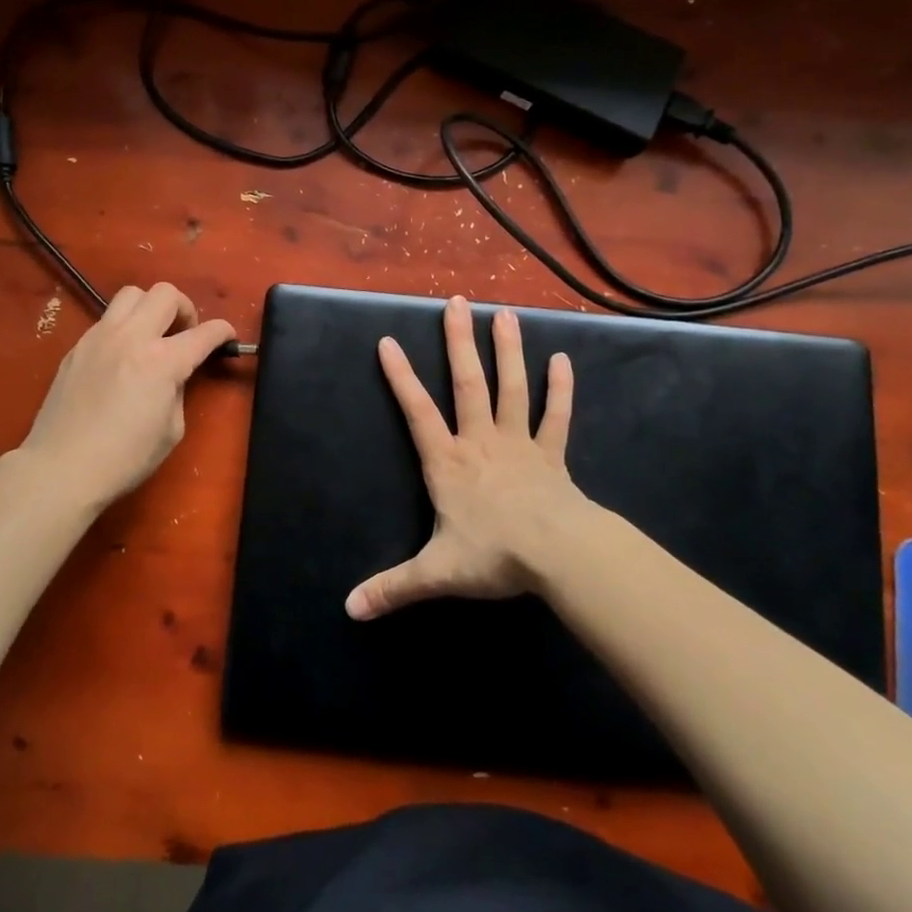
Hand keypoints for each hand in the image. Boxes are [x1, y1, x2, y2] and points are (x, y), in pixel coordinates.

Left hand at [17, 283, 234, 510]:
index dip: (223, 332)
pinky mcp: (78, 346)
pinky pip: (107, 319)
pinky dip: (124, 327)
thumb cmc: (124, 458)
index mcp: (162, 361)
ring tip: (152, 335)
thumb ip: (178, 390)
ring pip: (132, 294)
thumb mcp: (171, 430)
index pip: (204, 332)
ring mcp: (100, 337)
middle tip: (185, 335)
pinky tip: (122, 356)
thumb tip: (174, 375)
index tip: (227, 338)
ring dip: (150, 307)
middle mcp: (132, 337)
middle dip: (185, 309)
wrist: (60, 468)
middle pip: (166, 293)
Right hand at [346, 296, 591, 620]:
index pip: (417, 411)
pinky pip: (555, 416)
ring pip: (511, 388)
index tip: (388, 340)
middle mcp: (481, 441)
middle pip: (467, 383)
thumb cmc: (494, 555)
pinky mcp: (552, 455)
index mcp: (448, 462)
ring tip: (505, 314)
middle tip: (457, 303)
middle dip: (459, 342)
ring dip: (508, 351)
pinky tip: (562, 360)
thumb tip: (349, 609)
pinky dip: (559, 389)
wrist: (559, 555)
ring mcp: (519, 443)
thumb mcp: (436, 572)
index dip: (400, 376)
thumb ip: (393, 587)